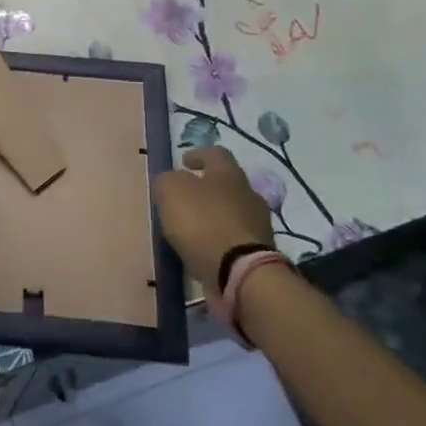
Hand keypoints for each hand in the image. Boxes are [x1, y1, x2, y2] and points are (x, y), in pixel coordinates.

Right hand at [153, 146, 273, 296]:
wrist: (240, 272)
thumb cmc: (203, 222)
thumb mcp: (171, 191)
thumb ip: (167, 180)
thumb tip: (171, 181)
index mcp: (229, 173)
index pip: (216, 153)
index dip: (198, 155)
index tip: (184, 162)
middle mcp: (248, 194)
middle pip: (226, 184)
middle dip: (206, 188)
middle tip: (184, 198)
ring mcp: (257, 225)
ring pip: (231, 212)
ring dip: (213, 217)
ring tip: (190, 229)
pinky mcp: (258, 253)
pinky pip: (233, 239)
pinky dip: (218, 241)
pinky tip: (202, 250)